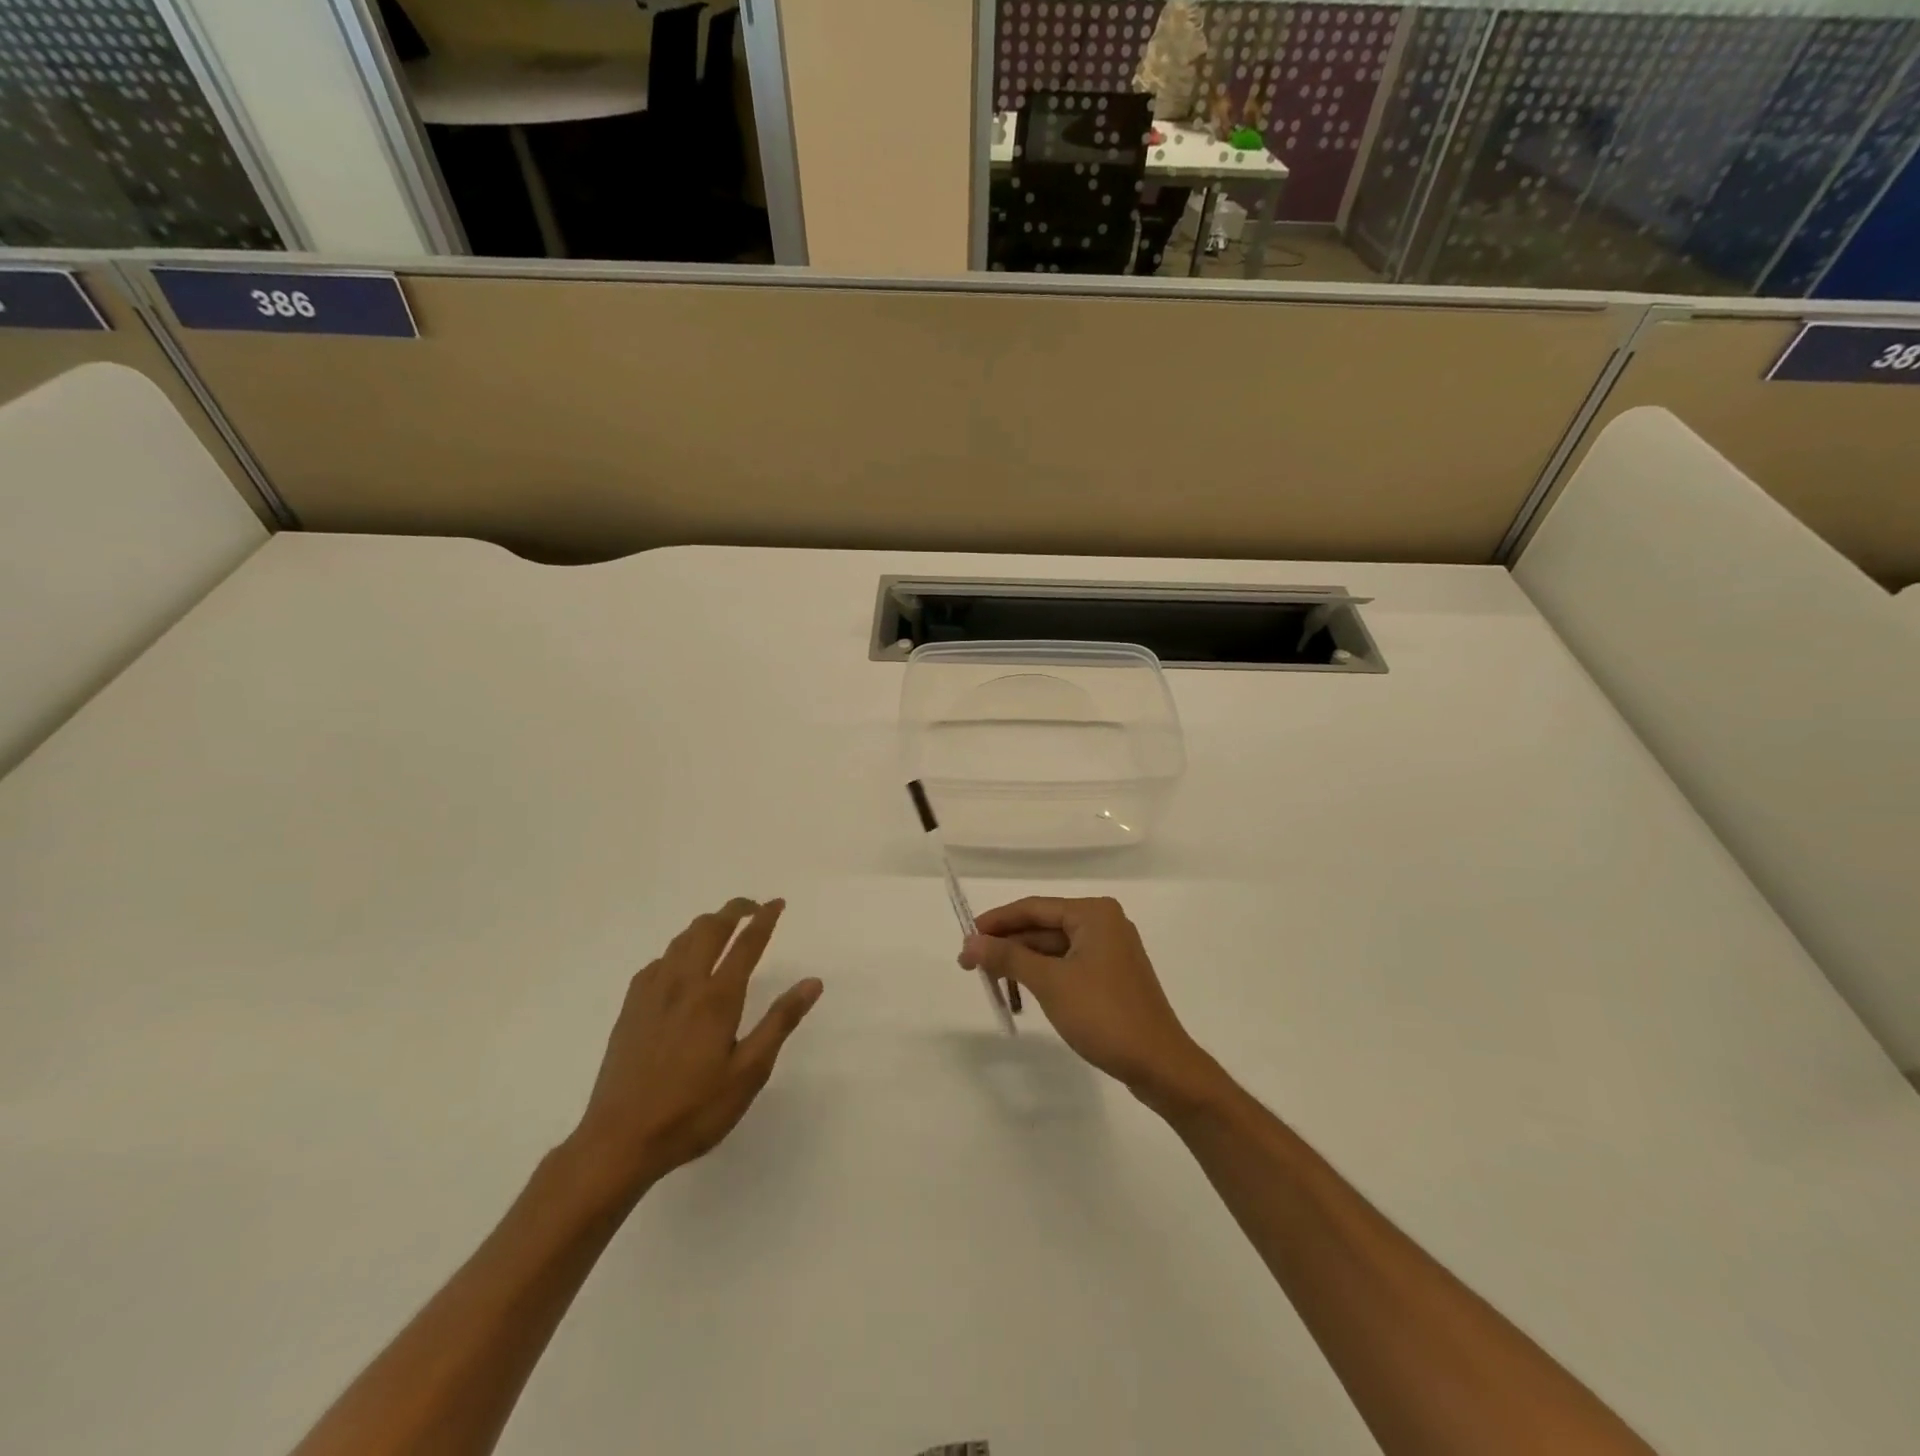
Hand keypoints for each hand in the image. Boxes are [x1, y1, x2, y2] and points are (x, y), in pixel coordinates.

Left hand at [570, 898, 821, 1196]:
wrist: (619, 1141)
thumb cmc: (693, 1110)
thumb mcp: (748, 1073)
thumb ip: (780, 1022)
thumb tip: (812, 982)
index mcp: (717, 998)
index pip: (746, 944)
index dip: (764, 919)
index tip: (777, 903)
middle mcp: (684, 984)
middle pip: (709, 929)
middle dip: (732, 910)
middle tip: (751, 907)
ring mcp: (652, 994)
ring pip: (680, 940)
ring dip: (705, 926)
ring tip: (721, 928)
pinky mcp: (631, 1008)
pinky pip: (658, 962)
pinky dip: (677, 950)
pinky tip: (679, 966)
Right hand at [960, 896, 1221, 1113]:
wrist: (1160, 1065)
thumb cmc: (1104, 1015)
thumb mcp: (1050, 983)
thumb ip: (1008, 958)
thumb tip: (970, 943)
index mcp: (1093, 914)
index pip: (1033, 907)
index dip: (996, 922)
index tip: (965, 939)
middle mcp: (1103, 923)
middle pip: (1042, 927)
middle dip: (1007, 947)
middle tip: (970, 966)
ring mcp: (1110, 951)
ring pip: (1053, 949)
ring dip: (1022, 965)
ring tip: (993, 986)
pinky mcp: (1111, 977)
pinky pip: (1067, 966)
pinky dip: (1043, 978)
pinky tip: (1024, 997)